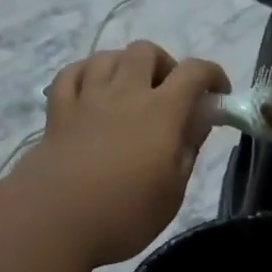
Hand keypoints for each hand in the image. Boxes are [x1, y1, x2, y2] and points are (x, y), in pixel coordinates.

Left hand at [16, 42, 229, 266]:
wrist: (53, 220)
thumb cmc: (124, 213)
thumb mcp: (173, 189)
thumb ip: (189, 146)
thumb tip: (201, 116)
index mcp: (162, 111)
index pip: (194, 72)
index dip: (212, 75)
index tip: (218, 94)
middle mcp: (125, 93)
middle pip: (146, 51)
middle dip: (164, 65)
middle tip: (169, 94)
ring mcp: (87, 98)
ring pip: (107, 56)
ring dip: (125, 66)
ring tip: (129, 91)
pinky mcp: (57, 111)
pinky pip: (71, 74)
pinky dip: (86, 74)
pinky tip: (91, 91)